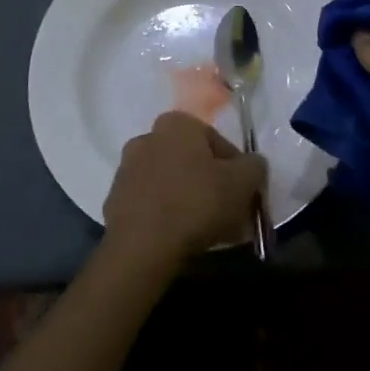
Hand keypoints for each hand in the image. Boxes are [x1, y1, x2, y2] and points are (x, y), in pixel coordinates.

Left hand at [104, 112, 266, 267]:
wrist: (141, 246)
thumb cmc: (197, 203)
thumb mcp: (243, 182)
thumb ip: (254, 166)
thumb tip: (252, 164)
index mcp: (177, 124)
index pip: (217, 141)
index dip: (236, 169)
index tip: (243, 194)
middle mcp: (148, 137)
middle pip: (192, 161)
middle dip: (211, 184)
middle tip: (227, 213)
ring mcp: (127, 169)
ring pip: (171, 182)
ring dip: (188, 199)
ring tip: (205, 230)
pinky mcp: (114, 200)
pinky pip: (151, 203)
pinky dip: (166, 215)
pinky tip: (180, 238)